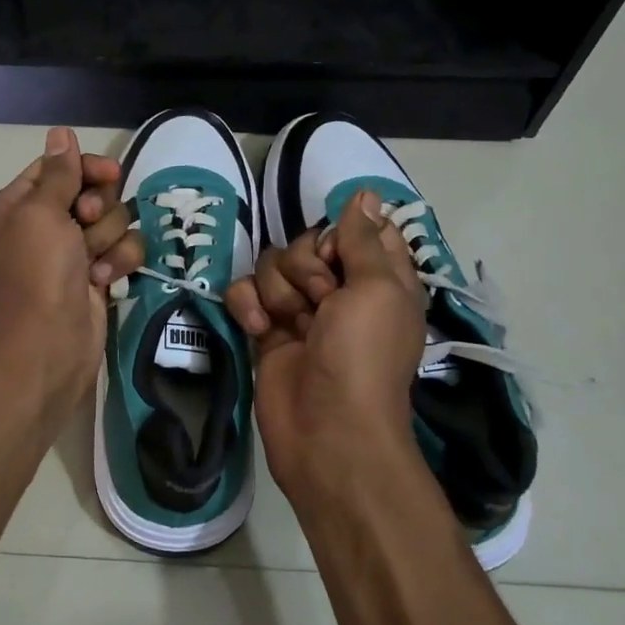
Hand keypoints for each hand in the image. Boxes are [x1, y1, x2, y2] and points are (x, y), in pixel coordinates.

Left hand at [0, 127, 144, 410]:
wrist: (51, 342)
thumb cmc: (39, 271)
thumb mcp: (41, 212)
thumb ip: (59, 172)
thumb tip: (60, 132)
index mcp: (19, 204)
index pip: (59, 167)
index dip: (86, 167)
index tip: (109, 174)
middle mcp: (44, 224)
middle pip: (91, 190)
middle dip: (99, 207)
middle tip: (87, 222)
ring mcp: (72, 251)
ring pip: (114, 220)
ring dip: (108, 238)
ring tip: (92, 261)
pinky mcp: (97, 274)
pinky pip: (123, 249)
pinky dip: (118, 262)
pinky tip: (104, 280)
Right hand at [225, 190, 427, 497]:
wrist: (327, 431)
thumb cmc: (362, 356)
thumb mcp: (376, 288)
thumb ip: (363, 238)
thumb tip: (367, 193)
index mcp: (379, 279)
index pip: (359, 230)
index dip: (343, 233)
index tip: (340, 253)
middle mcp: (341, 290)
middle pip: (308, 244)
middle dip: (306, 267)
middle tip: (320, 300)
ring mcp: (300, 311)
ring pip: (273, 267)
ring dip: (278, 291)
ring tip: (289, 324)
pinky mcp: (266, 330)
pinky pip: (246, 293)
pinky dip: (247, 305)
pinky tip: (258, 328)